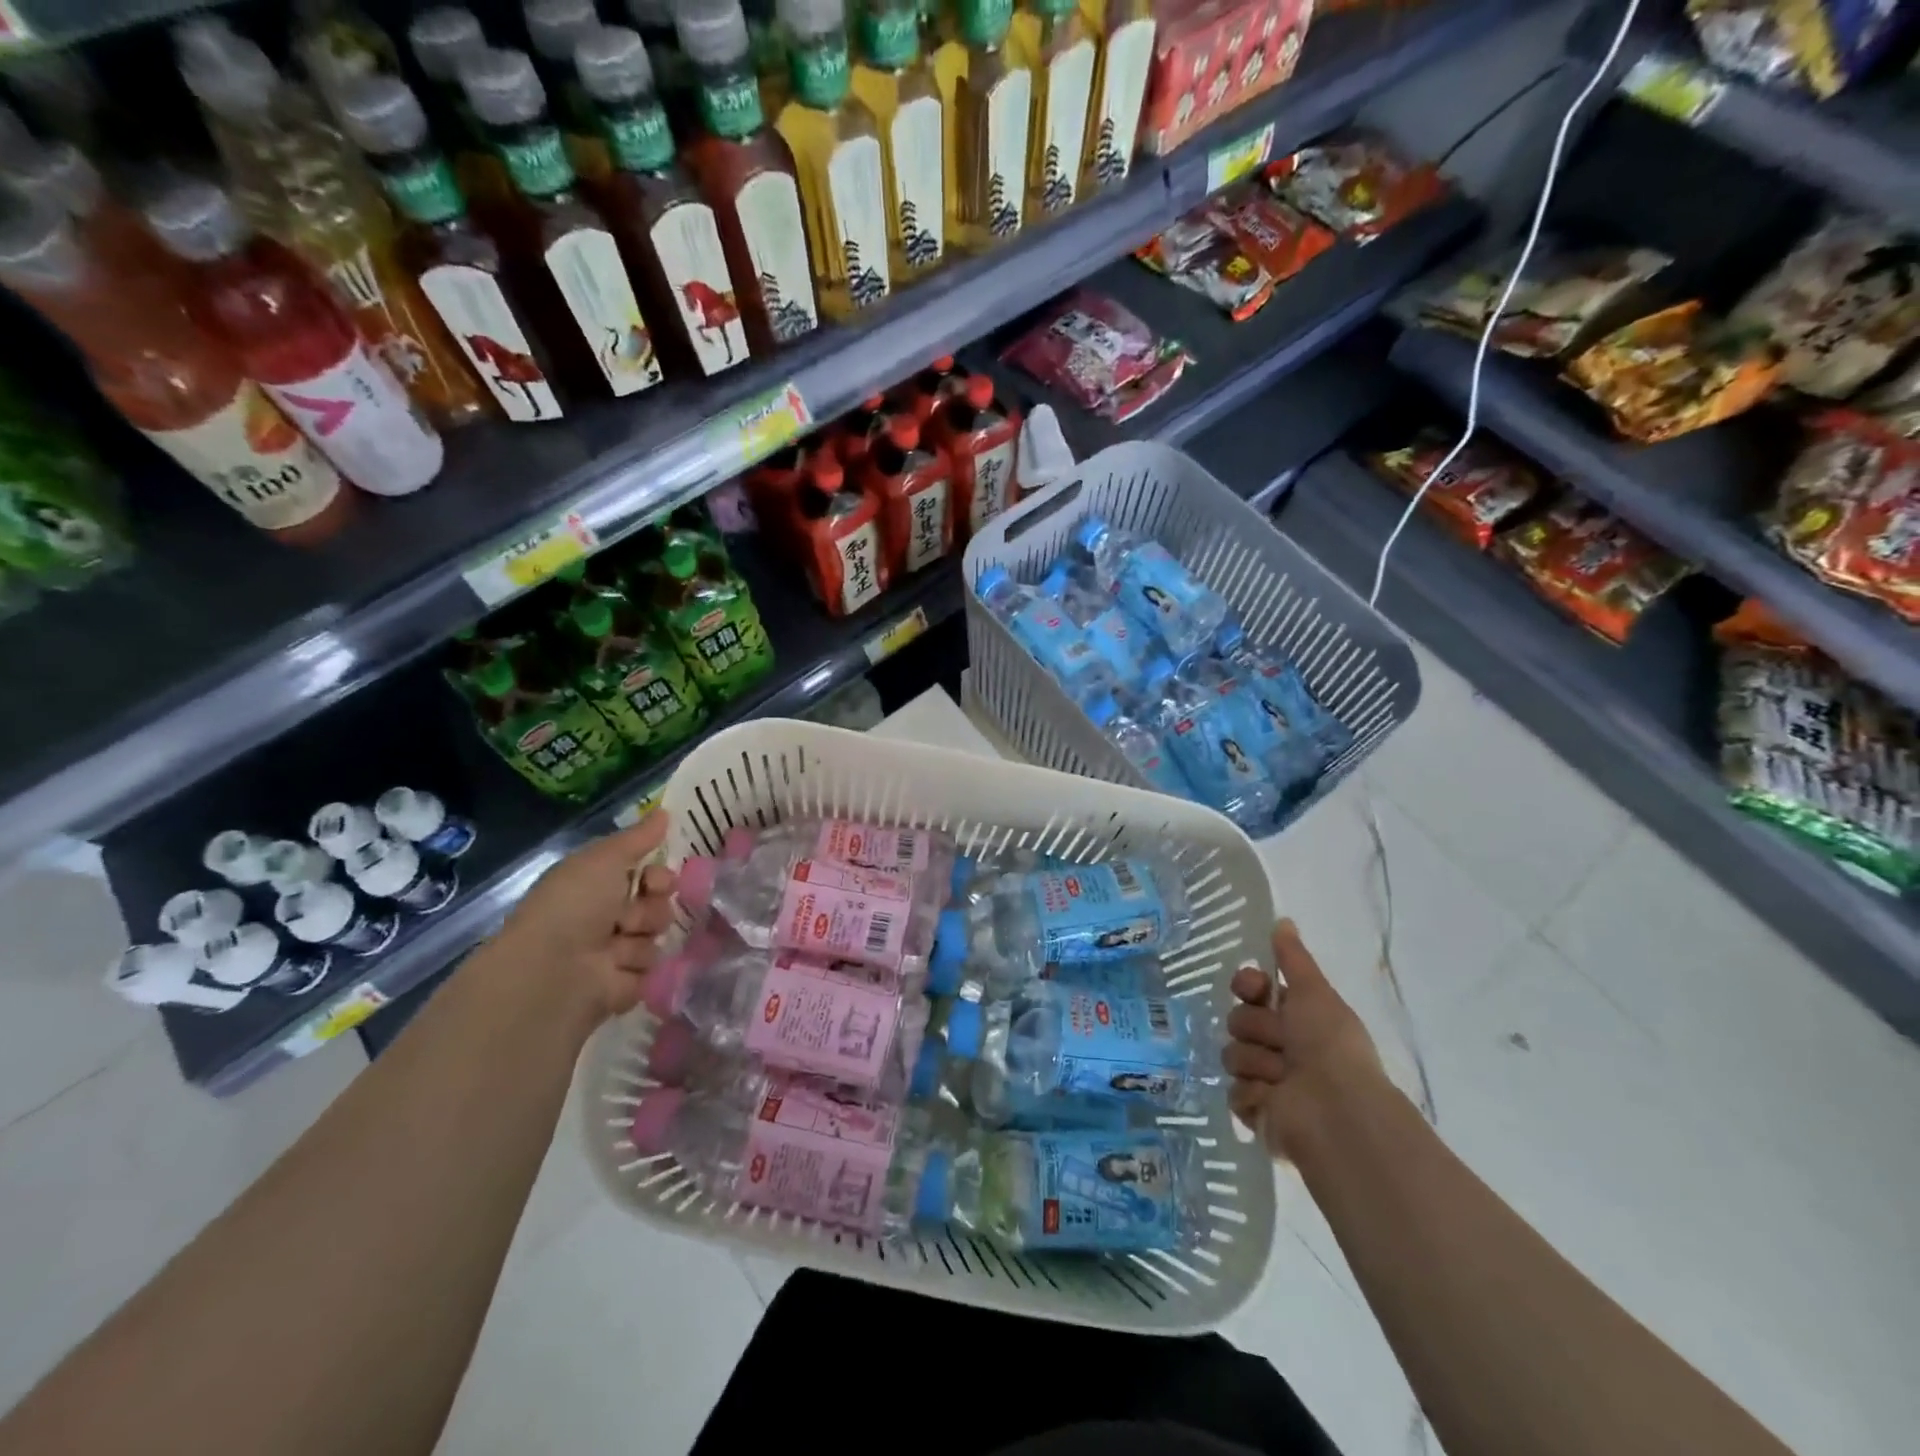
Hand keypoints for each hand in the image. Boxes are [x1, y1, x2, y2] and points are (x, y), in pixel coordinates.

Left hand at [484, 813, 678, 1023]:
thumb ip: (638, 837)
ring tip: (615, 950)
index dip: (658, 877)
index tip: (655, 881)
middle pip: (657, 907)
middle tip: (631, 917)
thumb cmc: (573, 906)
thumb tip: (664, 811)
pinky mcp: (623, 988)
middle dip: (653, 909)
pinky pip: (651, 972)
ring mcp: (613, 955)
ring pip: (656, 939)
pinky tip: (616, 972)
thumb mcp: (603, 859)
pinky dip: (636, 971)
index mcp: (595, 887)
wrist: (551, 972)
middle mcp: (604, 919)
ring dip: (641, 940)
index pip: (646, 877)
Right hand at [1224, 918, 1388, 1161]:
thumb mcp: (1314, 993)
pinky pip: (1233, 1091)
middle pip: (1238, 1020)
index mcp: (1295, 1018)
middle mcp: (1280, 1046)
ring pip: (1232, 1055)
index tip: (1253, 988)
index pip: (1250, 990)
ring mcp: (1266, 1080)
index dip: (1247, 986)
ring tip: (1282, 1077)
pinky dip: (1254, 1095)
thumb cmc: (1329, 1046)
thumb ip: (1293, 958)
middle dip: (1256, 1028)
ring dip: (1257, 1063)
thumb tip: (1283, 920)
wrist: (1336, 1110)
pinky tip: (1273, 1100)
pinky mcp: (1255, 1111)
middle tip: (1281, 1042)